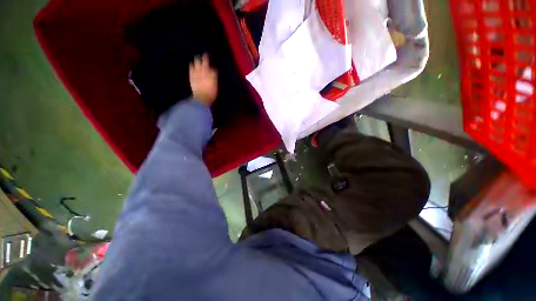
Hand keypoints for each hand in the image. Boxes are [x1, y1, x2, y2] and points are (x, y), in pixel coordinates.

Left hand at [189, 54, 217, 106]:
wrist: (202, 98)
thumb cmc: (210, 95)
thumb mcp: (215, 89)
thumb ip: (214, 82)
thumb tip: (214, 78)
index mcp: (212, 77)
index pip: (214, 70)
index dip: (213, 69)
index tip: (214, 69)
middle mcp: (205, 73)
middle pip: (205, 64)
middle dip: (205, 59)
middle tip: (205, 55)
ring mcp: (198, 74)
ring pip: (197, 64)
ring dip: (197, 61)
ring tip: (197, 58)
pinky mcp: (192, 76)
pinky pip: (191, 69)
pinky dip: (191, 66)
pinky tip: (191, 64)